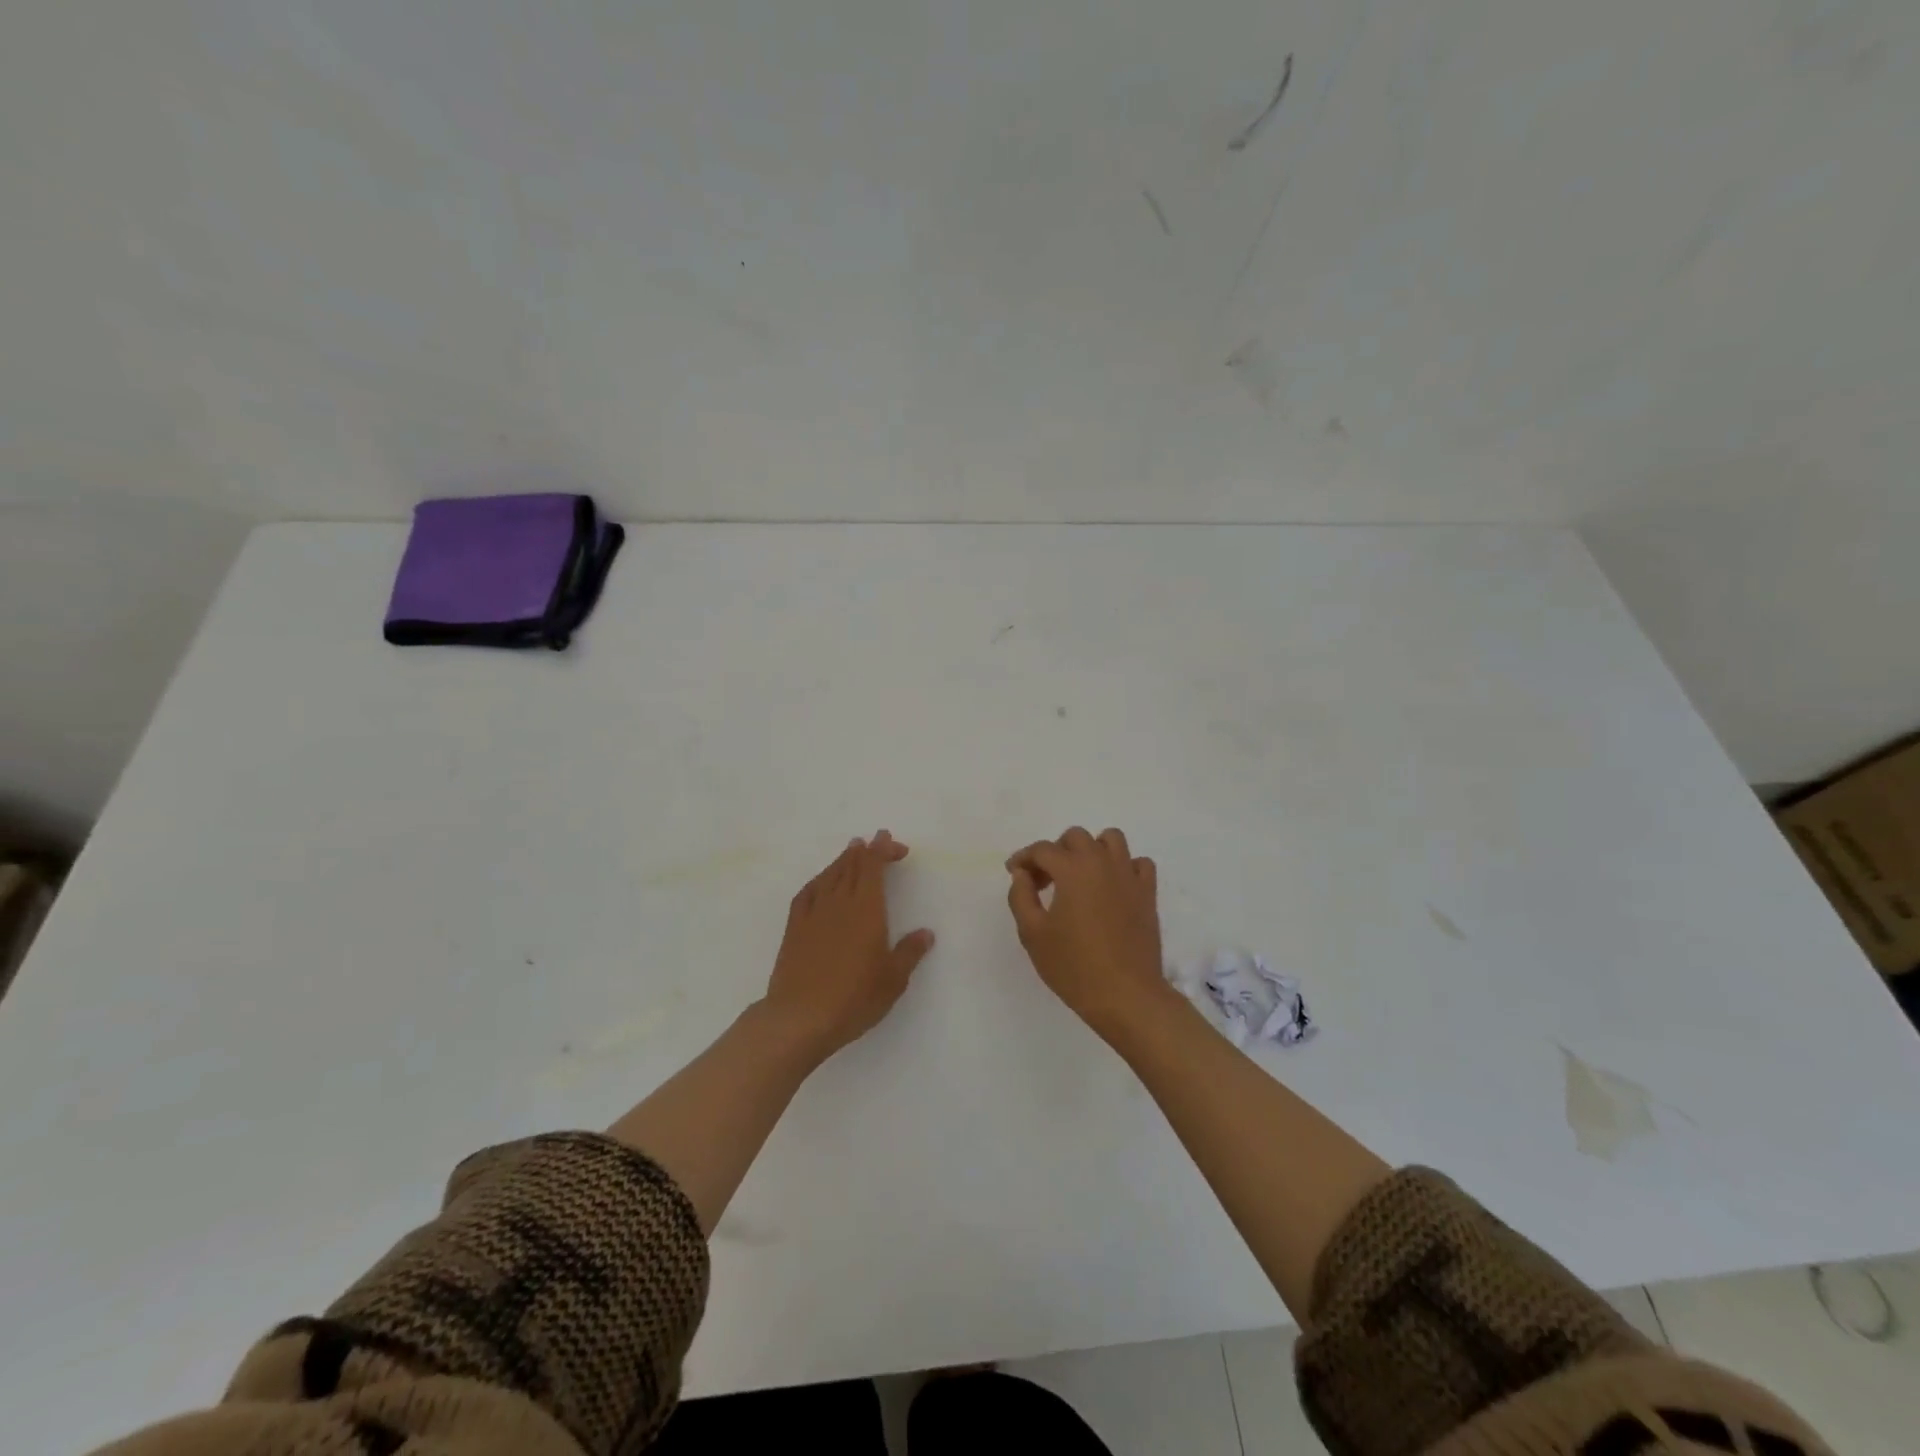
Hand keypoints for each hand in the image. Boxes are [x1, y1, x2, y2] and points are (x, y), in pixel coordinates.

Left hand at [763, 831, 934, 1060]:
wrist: (800, 1018)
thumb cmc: (853, 999)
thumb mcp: (892, 980)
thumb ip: (909, 952)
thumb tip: (925, 933)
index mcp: (867, 910)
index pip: (873, 867)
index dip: (881, 849)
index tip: (888, 839)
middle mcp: (839, 903)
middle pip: (852, 866)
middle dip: (866, 851)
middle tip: (876, 841)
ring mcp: (813, 914)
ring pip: (829, 875)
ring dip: (842, 860)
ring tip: (851, 851)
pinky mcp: (794, 928)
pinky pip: (807, 893)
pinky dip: (818, 880)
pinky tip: (821, 882)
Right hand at [1006, 826, 1169, 1037]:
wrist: (1126, 995)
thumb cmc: (1073, 966)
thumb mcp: (1032, 934)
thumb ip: (1021, 896)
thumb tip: (1022, 873)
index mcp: (1072, 869)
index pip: (1042, 849)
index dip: (1023, 858)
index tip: (1014, 872)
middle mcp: (1102, 862)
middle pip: (1076, 837)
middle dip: (1055, 852)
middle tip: (1044, 880)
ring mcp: (1129, 876)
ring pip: (1111, 839)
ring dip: (1092, 849)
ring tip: (1080, 875)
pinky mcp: (1148, 893)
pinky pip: (1139, 863)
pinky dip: (1124, 866)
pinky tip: (1112, 886)